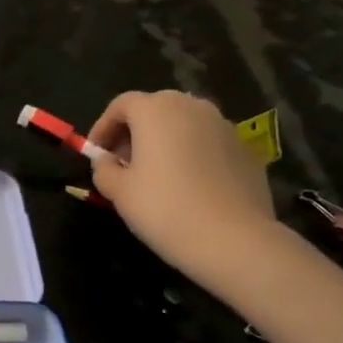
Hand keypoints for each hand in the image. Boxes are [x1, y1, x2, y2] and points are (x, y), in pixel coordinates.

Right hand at [88, 91, 277, 285]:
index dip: (103, 126)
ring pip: (185, 124)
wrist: (233, 239)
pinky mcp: (246, 149)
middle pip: (155, 108)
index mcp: (156, 110)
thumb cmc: (163, 208)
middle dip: (135, 131)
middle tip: (123, 162)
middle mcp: (192, 107)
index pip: (122, 104)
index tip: (95, 153)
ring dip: (165, 141)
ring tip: (155, 175)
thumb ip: (104, 168)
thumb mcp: (118, 191)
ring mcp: (224, 126)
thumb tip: (107, 161)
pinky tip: (188, 186)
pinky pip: (208, 143)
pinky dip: (192, 155)